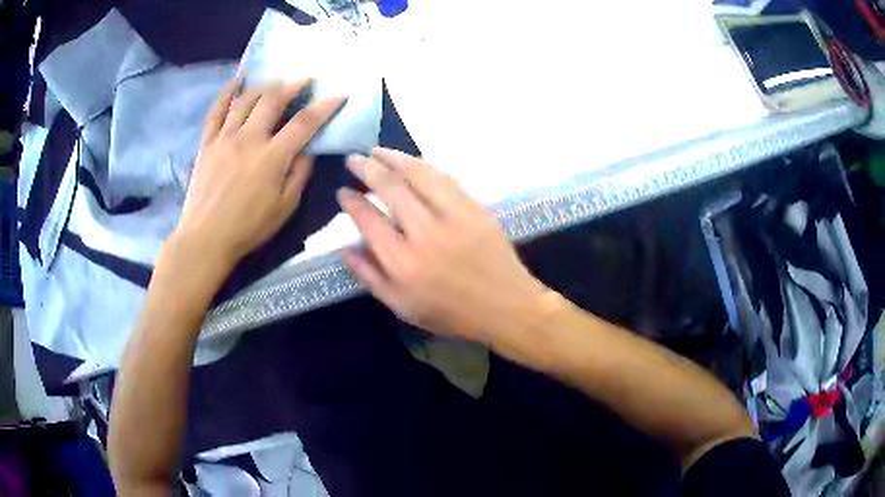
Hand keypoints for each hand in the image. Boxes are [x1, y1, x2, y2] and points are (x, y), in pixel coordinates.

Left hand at [175, 78, 345, 266]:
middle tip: (305, 80)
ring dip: (265, 85)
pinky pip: (217, 110)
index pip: (304, 122)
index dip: (325, 106)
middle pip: (273, 100)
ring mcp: (225, 137)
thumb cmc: (248, 227)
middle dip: (293, 85)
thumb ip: (299, 174)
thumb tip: (308, 150)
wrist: (206, 238)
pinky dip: (228, 92)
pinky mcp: (208, 142)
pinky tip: (238, 80)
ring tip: (276, 81)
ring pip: (246, 99)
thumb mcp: (285, 207)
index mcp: (272, 157)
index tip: (339, 94)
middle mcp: (249, 138)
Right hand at [338, 148, 551, 343]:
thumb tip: (344, 248)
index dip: (352, 202)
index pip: (368, 220)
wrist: (505, 306)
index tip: (342, 192)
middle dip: (367, 169)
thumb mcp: (402, 306)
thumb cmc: (450, 313)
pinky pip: (445, 178)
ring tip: (377, 151)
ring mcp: (452, 216)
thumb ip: (370, 277)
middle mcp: (424, 234)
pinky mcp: (474, 207)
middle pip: (390, 189)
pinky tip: (411, 161)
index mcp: (402, 263)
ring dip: (394, 158)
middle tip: (354, 159)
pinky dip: (424, 165)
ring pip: (418, 175)